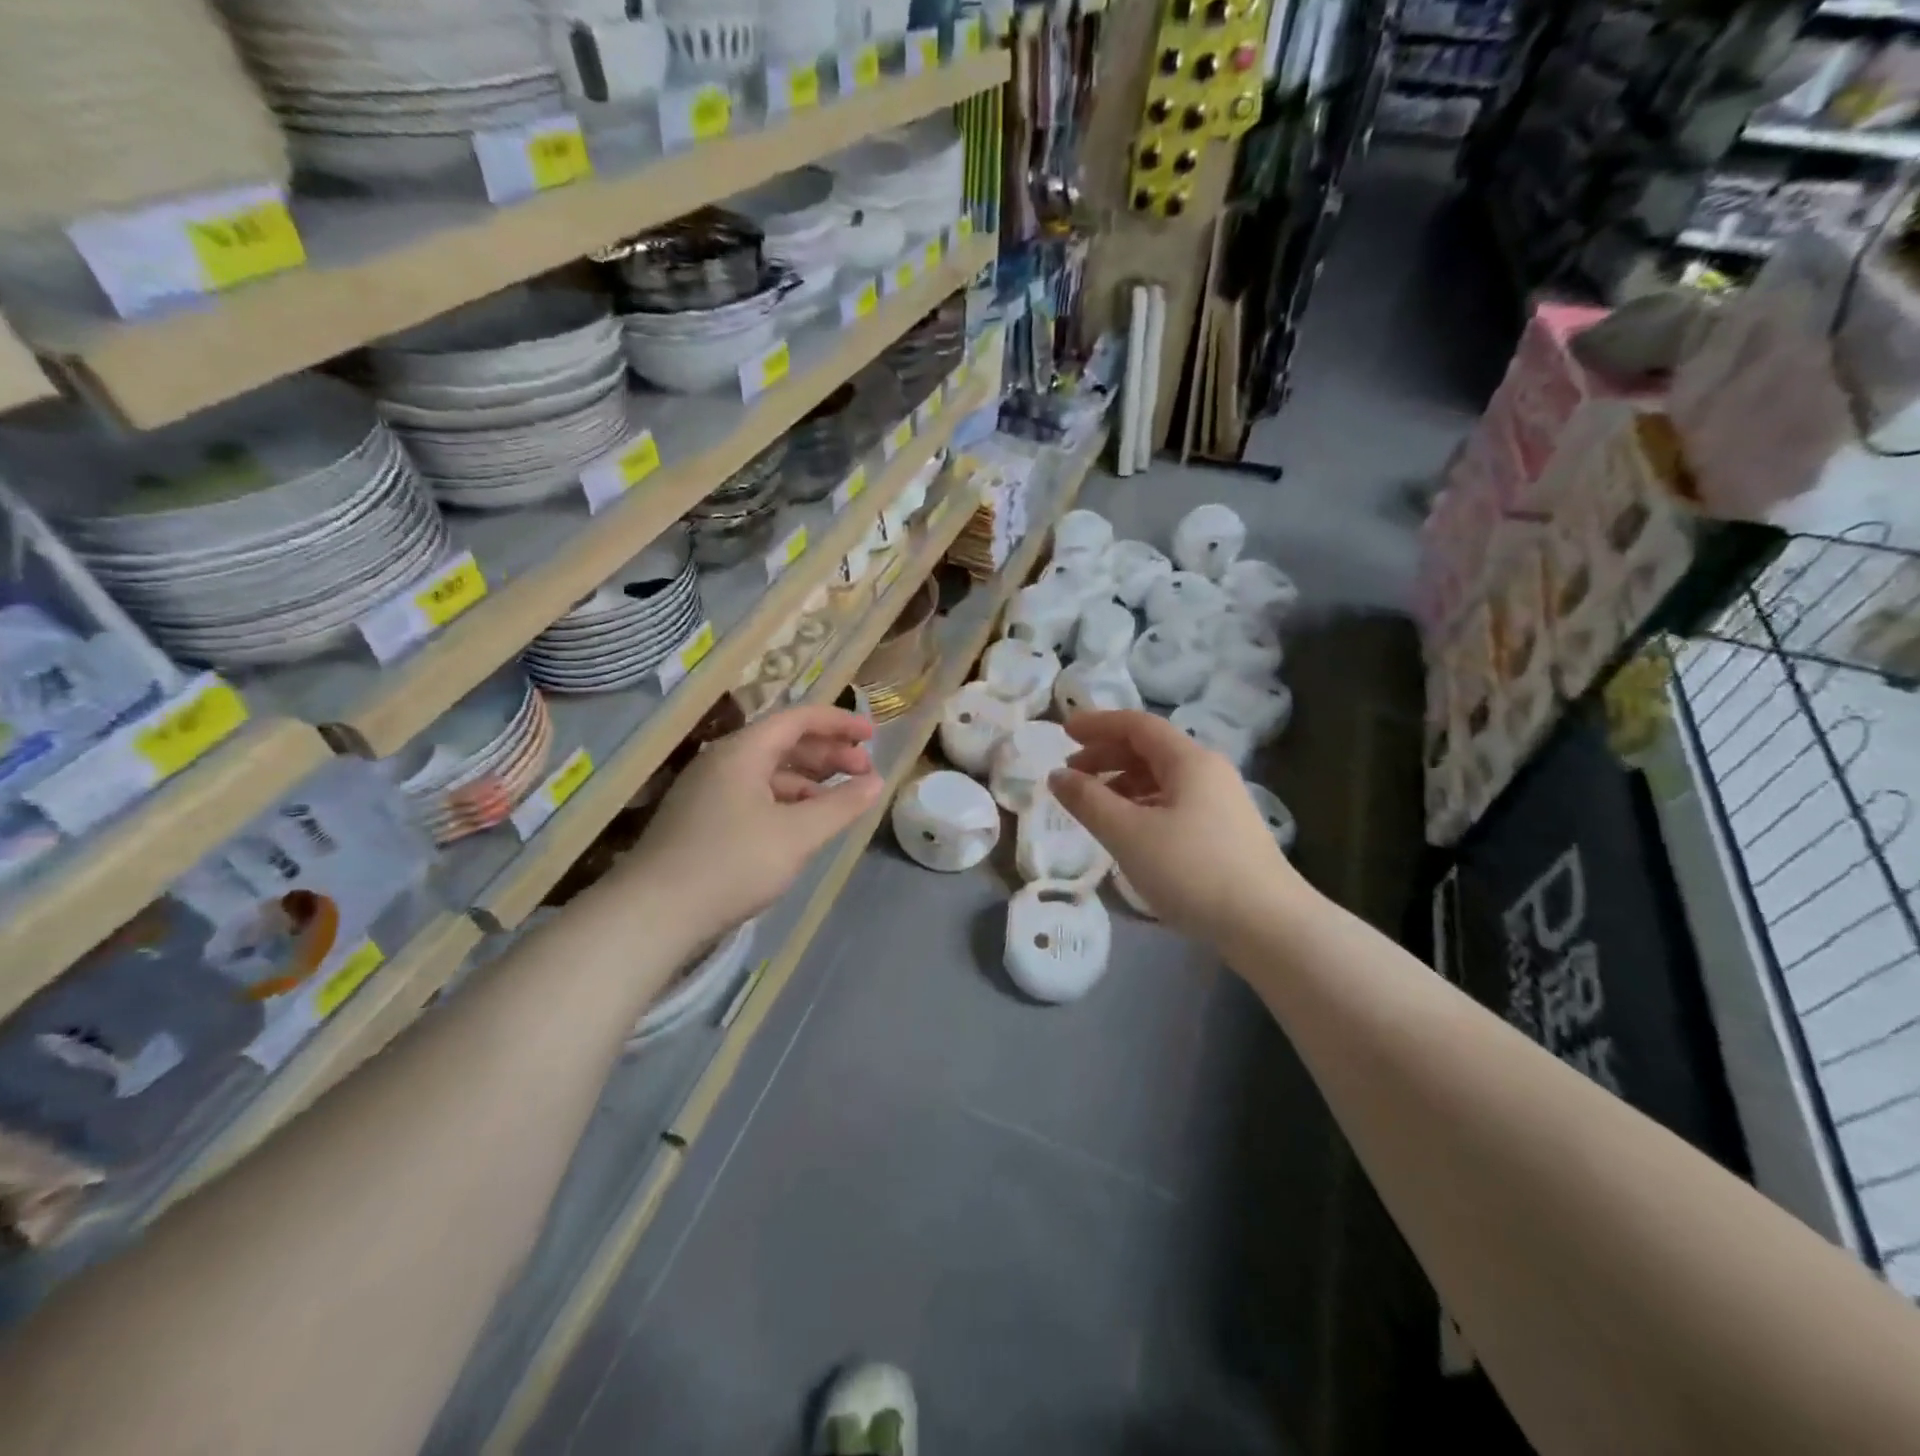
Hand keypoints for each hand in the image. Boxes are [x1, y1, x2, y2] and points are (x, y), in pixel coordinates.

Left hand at [622, 706, 883, 939]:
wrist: (653, 915)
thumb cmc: (731, 864)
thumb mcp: (797, 835)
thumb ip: (841, 805)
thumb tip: (876, 782)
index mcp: (743, 752)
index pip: (799, 719)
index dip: (840, 722)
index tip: (874, 736)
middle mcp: (723, 762)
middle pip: (784, 742)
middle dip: (829, 753)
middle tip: (864, 772)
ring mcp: (709, 791)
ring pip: (770, 771)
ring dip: (810, 779)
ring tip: (841, 799)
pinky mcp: (703, 820)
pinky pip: (755, 795)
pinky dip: (787, 801)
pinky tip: (804, 823)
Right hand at [1048, 710, 1302, 938]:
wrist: (1269, 926)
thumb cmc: (1192, 871)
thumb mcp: (1128, 834)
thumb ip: (1088, 801)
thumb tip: (1057, 775)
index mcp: (1189, 760)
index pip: (1137, 725)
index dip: (1098, 724)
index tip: (1064, 732)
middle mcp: (1209, 772)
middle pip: (1150, 749)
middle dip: (1106, 755)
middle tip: (1071, 773)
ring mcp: (1221, 803)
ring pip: (1163, 779)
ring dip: (1123, 783)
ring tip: (1093, 805)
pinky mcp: (1225, 833)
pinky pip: (1174, 803)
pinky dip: (1143, 806)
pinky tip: (1129, 831)